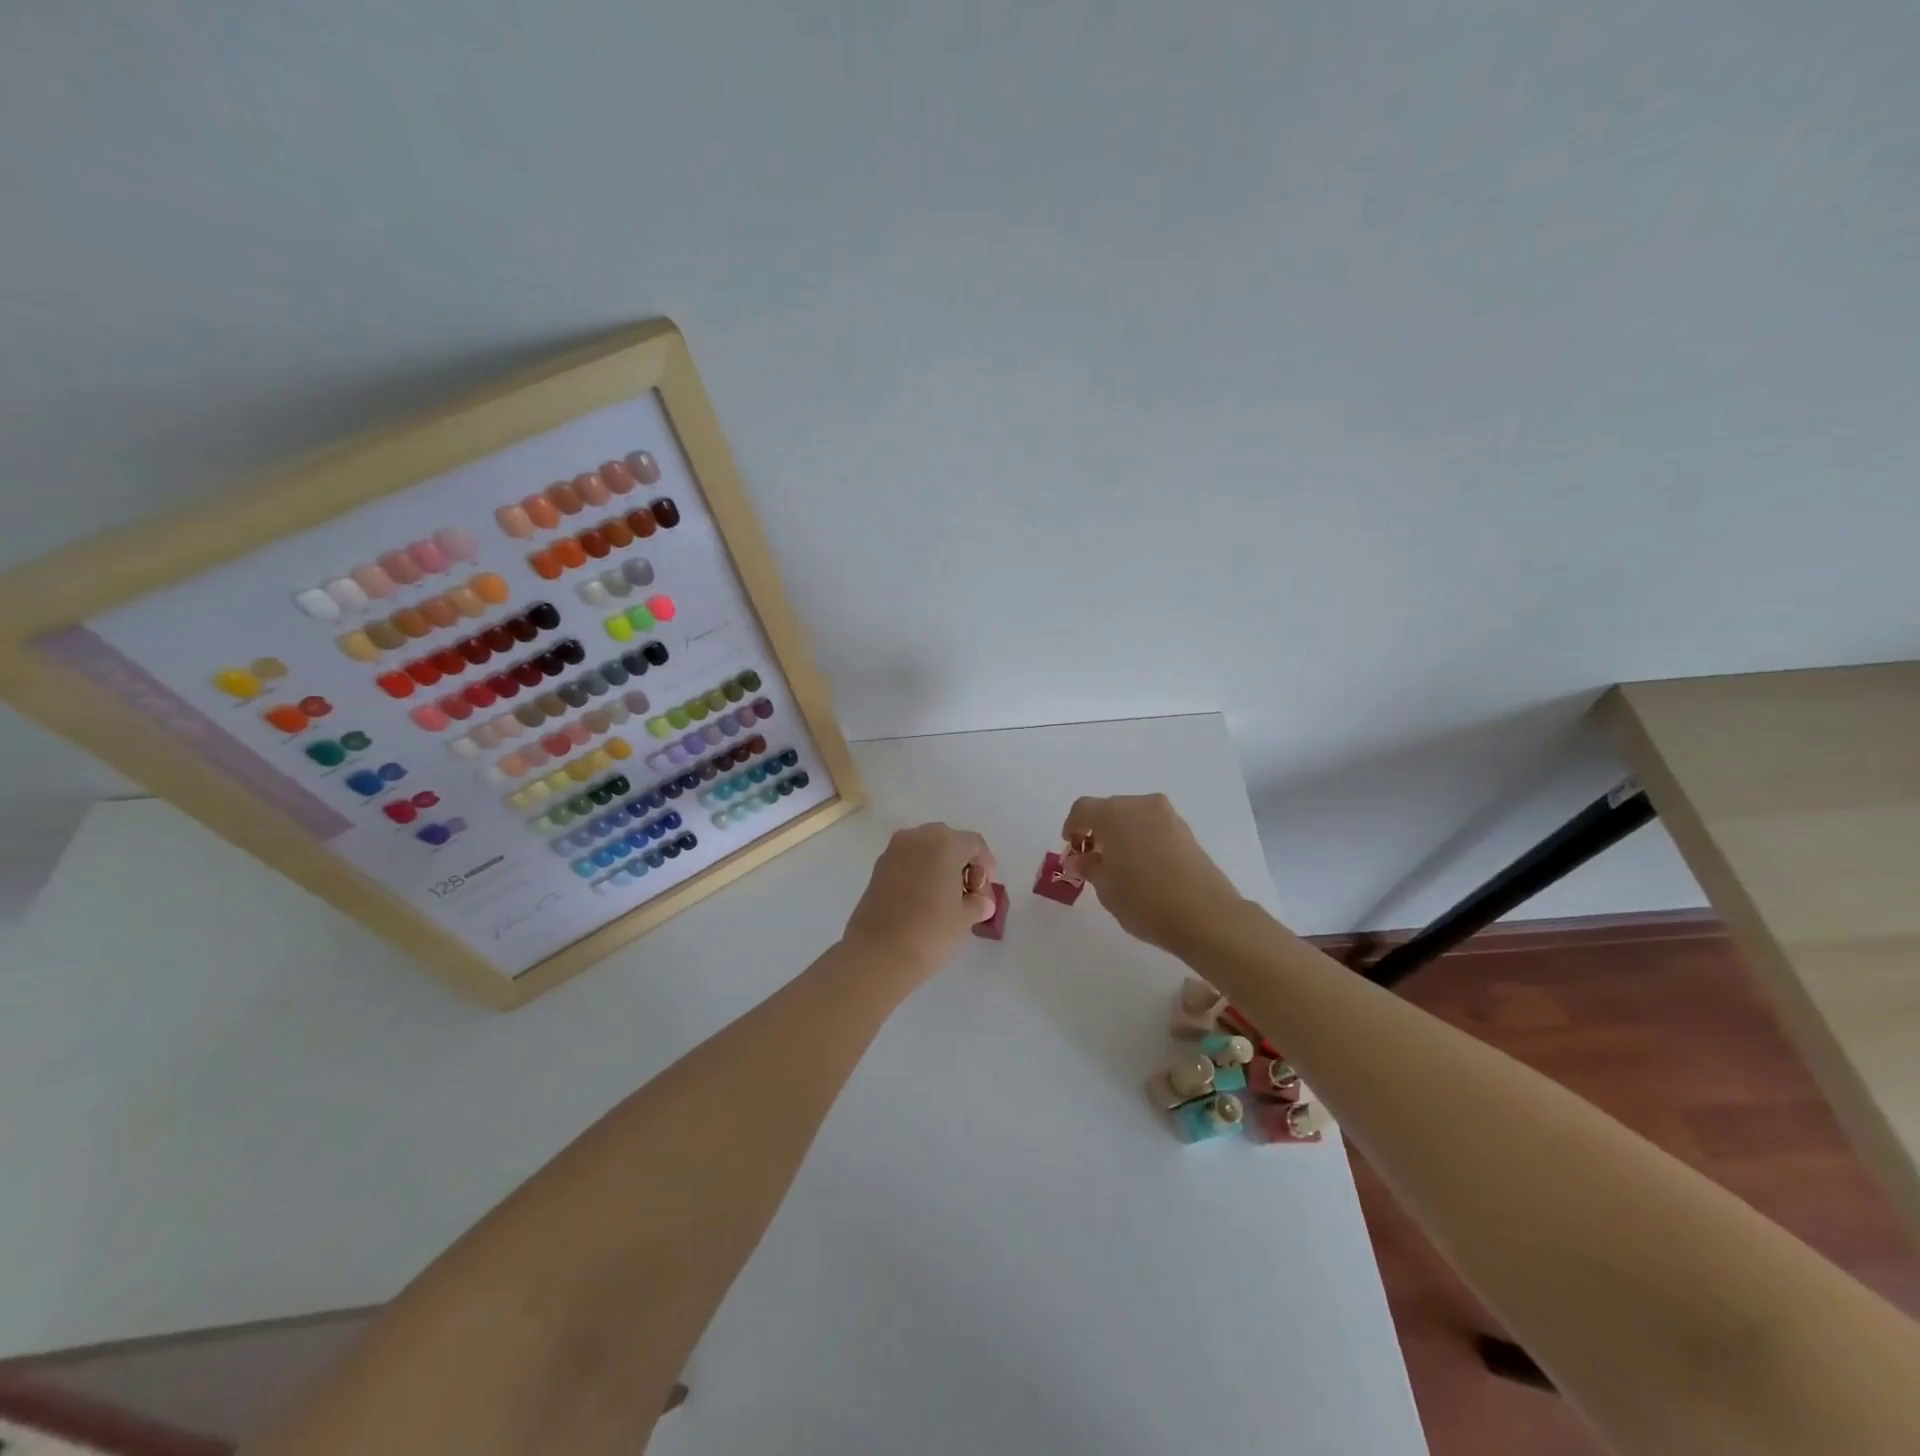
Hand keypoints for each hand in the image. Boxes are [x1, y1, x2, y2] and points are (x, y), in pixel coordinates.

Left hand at [841, 823, 997, 983]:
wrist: (877, 954)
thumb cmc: (930, 932)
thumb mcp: (965, 918)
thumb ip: (978, 903)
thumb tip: (981, 902)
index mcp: (944, 843)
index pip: (974, 844)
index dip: (987, 866)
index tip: (986, 893)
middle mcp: (917, 838)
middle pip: (948, 841)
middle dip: (962, 863)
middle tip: (969, 893)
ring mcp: (893, 852)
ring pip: (925, 849)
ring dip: (940, 867)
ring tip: (947, 899)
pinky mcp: (877, 870)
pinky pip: (907, 862)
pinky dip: (920, 874)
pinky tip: (925, 901)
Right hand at [1060, 794, 1246, 956]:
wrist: (1207, 916)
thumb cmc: (1145, 901)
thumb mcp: (1106, 889)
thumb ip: (1089, 867)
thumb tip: (1079, 859)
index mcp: (1114, 814)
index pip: (1083, 809)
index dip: (1072, 826)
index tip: (1071, 848)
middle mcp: (1141, 806)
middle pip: (1109, 809)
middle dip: (1097, 830)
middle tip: (1093, 859)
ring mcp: (1168, 816)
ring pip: (1134, 816)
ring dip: (1121, 833)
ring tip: (1119, 865)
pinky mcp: (1187, 831)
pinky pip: (1154, 827)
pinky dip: (1142, 838)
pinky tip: (1143, 867)